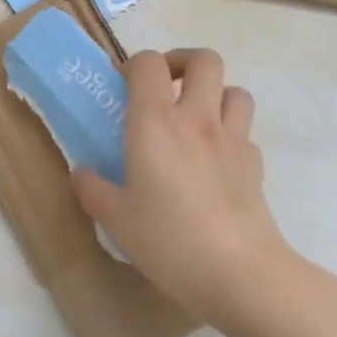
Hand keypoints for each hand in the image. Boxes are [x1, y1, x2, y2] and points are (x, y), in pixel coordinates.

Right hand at [70, 49, 293, 320]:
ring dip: (216, 95)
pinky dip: (232, 137)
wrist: (244, 276)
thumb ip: (93, 189)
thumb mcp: (117, 219)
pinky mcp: (256, 167)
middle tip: (166, 87)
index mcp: (155, 120)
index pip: (149, 62)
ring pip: (235, 91)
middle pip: (204, 60)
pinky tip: (218, 162)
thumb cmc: (171, 240)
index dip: (136, 64)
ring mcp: (233, 140)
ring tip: (196, 118)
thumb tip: (80, 173)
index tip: (124, 86)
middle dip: (184, 63)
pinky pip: (246, 134)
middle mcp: (197, 118)